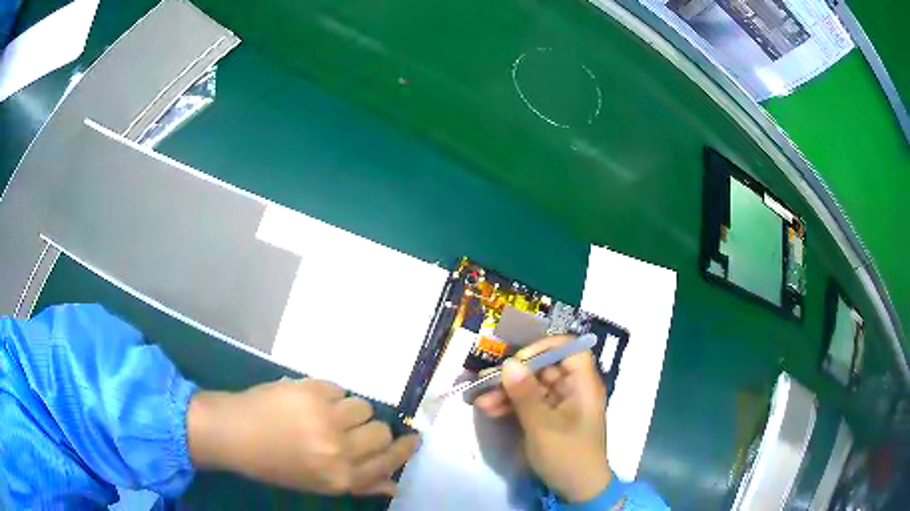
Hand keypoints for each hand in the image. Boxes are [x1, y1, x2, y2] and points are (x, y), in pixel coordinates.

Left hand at [187, 378, 418, 495]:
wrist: (233, 432)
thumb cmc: (274, 464)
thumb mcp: (318, 484)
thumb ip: (359, 484)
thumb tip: (394, 484)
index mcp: (340, 477)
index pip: (388, 462)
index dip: (404, 449)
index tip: (413, 439)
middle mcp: (338, 450)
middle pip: (381, 431)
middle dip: (371, 430)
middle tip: (352, 428)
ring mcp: (325, 418)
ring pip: (362, 406)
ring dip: (348, 410)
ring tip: (325, 413)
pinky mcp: (311, 390)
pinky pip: (338, 388)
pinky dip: (328, 394)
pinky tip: (308, 401)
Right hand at [473, 336, 610, 502]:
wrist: (577, 490)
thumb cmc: (567, 455)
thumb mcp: (543, 426)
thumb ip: (525, 394)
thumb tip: (508, 363)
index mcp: (583, 385)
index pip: (570, 349)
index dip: (545, 347)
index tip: (518, 359)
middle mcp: (573, 390)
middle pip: (544, 368)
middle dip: (515, 374)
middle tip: (486, 380)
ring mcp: (560, 405)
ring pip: (532, 387)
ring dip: (507, 392)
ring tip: (480, 400)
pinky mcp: (548, 419)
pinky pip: (528, 404)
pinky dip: (510, 406)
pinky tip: (488, 410)